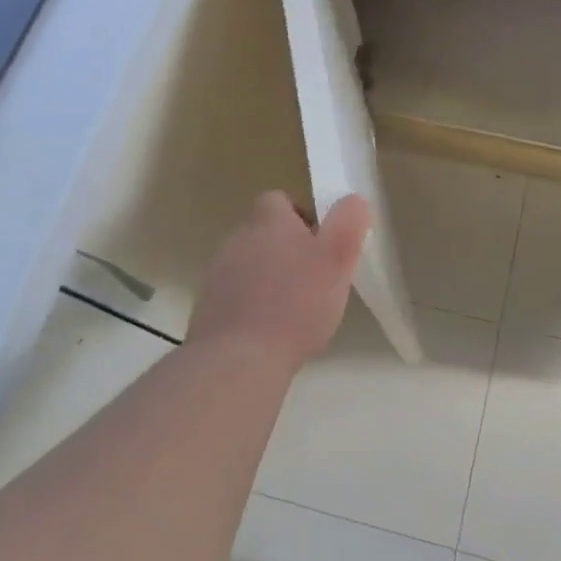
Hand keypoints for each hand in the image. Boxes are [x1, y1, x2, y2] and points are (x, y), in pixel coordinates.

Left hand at [187, 190, 371, 373]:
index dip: (302, 217)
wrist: (238, 360)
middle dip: (288, 250)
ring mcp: (217, 274)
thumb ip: (348, 223)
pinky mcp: (207, 307)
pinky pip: (235, 297)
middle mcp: (237, 238)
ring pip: (250, 265)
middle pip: (265, 233)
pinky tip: (270, 333)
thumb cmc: (295, 303)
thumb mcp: (338, 258)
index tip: (321, 244)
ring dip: (269, 279)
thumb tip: (353, 201)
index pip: (279, 200)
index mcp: (267, 220)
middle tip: (315, 279)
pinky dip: (252, 307)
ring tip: (294, 310)